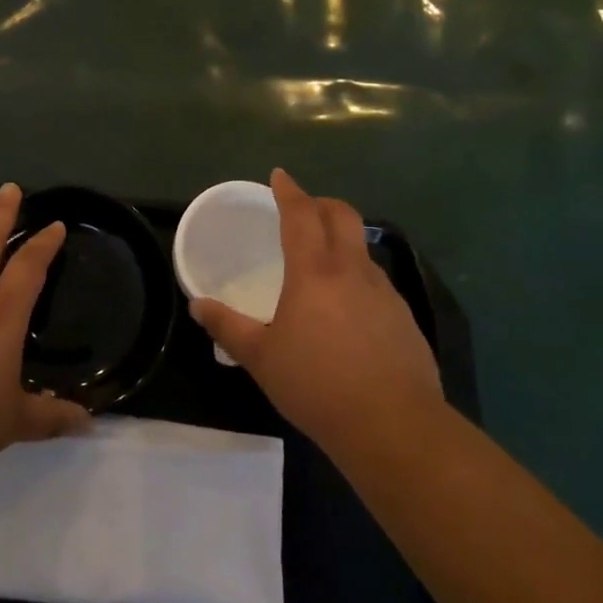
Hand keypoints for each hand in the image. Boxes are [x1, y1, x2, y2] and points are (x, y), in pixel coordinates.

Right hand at [190, 169, 446, 469]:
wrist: (393, 426)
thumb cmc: (317, 385)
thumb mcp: (261, 358)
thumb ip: (228, 327)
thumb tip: (197, 305)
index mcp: (315, 271)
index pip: (301, 214)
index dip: (289, 191)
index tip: (280, 176)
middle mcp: (353, 271)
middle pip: (342, 215)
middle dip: (321, 203)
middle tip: (303, 208)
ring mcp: (385, 293)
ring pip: (362, 250)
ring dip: (342, 242)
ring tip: (322, 264)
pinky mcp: (405, 318)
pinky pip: (377, 283)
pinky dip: (358, 279)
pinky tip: (348, 312)